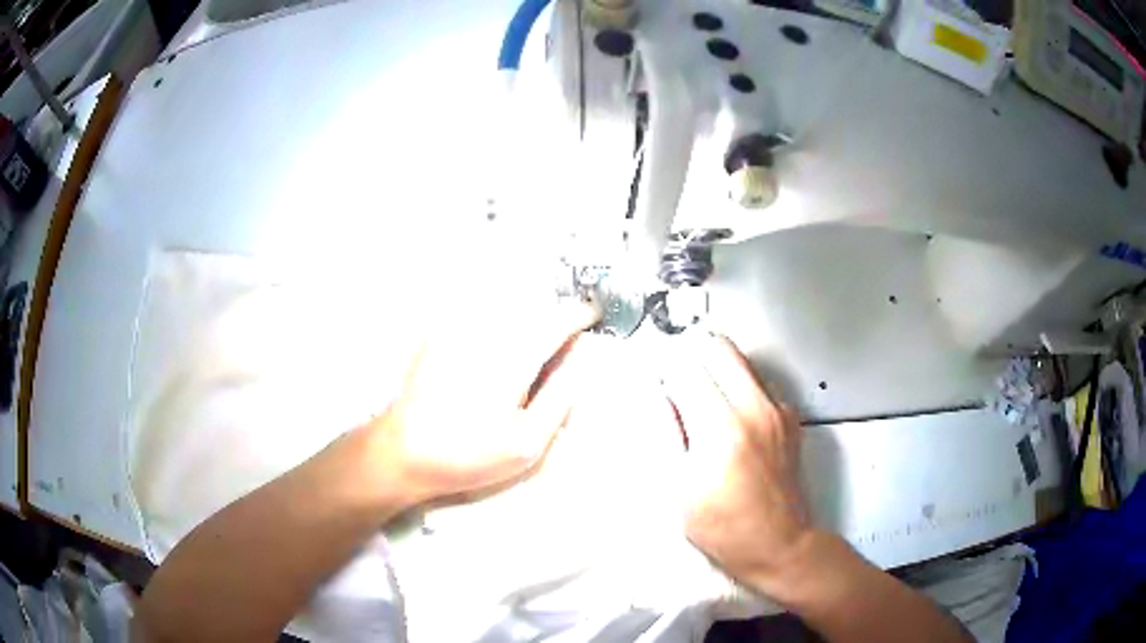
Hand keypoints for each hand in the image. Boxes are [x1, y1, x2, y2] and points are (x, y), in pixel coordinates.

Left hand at [369, 298, 599, 508]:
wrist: (403, 451)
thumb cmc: (469, 454)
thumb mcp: (526, 443)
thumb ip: (560, 398)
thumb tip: (579, 361)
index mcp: (512, 358)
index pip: (556, 321)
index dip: (580, 315)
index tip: (594, 315)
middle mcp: (485, 332)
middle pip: (532, 307)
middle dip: (552, 317)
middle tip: (560, 345)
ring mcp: (457, 328)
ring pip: (505, 306)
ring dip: (525, 316)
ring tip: (527, 351)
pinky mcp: (438, 333)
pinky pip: (477, 312)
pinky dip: (497, 319)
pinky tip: (492, 353)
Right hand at [666, 334, 811, 594]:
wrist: (780, 544)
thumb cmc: (727, 530)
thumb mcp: (682, 490)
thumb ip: (670, 435)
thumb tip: (660, 399)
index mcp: (722, 429)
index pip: (686, 370)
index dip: (663, 369)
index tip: (653, 375)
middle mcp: (755, 409)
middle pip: (718, 349)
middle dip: (691, 355)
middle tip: (676, 376)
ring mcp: (777, 411)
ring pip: (742, 360)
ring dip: (716, 367)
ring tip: (699, 396)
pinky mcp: (789, 419)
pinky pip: (759, 383)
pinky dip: (739, 386)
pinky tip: (728, 415)